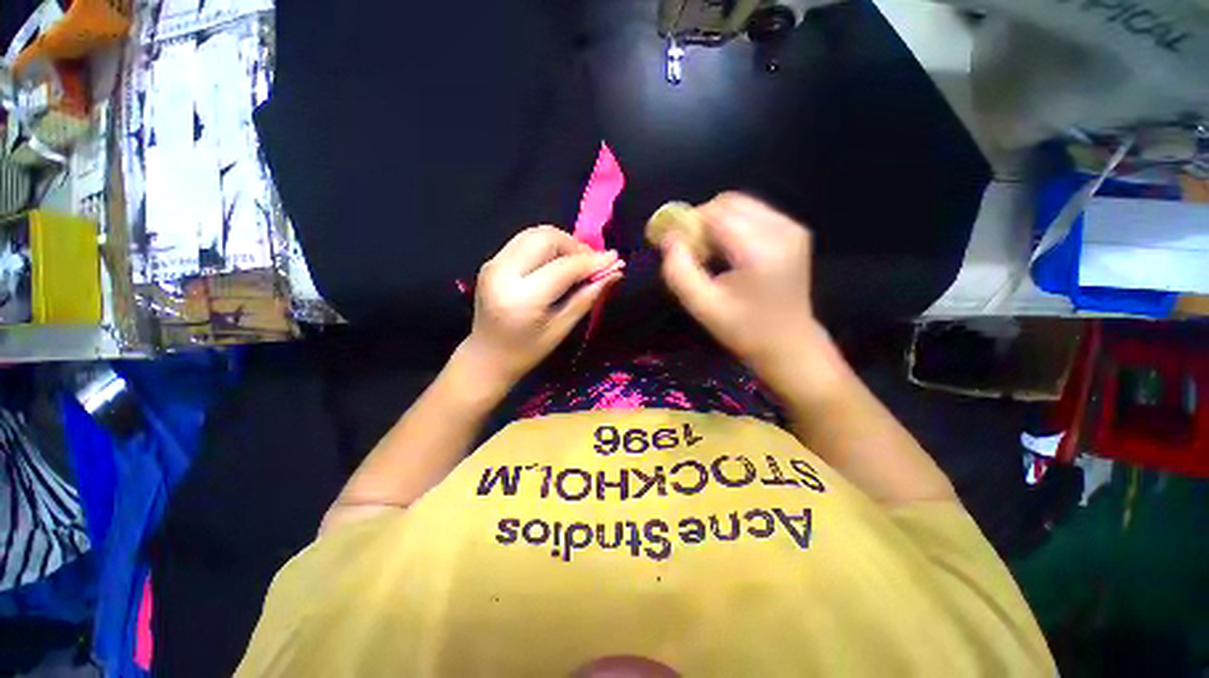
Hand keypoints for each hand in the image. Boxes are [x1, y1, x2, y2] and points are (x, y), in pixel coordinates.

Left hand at [461, 226, 622, 393]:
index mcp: (522, 298)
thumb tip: (615, 272)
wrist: (486, 356)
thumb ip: (587, 297)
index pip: (563, 267)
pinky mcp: (491, 261)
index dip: (592, 261)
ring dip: (562, 242)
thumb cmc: (527, 351)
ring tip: (578, 262)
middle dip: (576, 246)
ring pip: (535, 234)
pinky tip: (558, 262)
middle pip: (546, 238)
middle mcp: (503, 273)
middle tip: (593, 263)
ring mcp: (493, 264)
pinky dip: (547, 246)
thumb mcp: (561, 329)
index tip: (615, 259)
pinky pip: (525, 241)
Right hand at [660, 192, 837, 399]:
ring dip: (716, 223)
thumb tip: (668, 238)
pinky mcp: (793, 231)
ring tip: (709, 254)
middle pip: (728, 202)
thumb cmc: (744, 330)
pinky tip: (728, 252)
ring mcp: (791, 228)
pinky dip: (732, 225)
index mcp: (759, 250)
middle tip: (692, 251)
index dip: (689, 224)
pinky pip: (752, 213)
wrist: (789, 343)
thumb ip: (679, 272)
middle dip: (702, 221)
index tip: (676, 246)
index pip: (715, 214)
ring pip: (739, 204)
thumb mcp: (703, 307)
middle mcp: (781, 230)